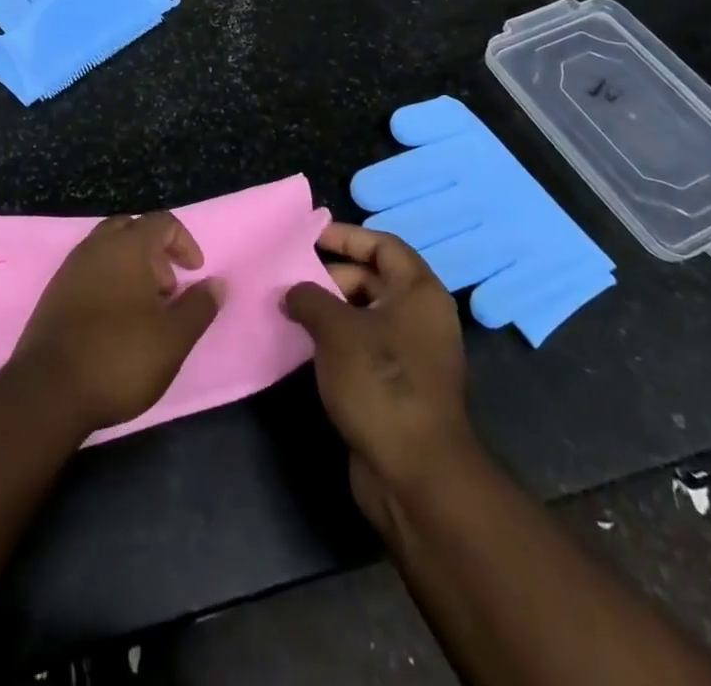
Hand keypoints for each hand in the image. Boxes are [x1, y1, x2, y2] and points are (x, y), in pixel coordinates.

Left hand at [10, 213, 222, 436]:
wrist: (49, 390)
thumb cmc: (120, 357)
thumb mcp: (173, 338)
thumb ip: (199, 307)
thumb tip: (218, 283)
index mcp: (127, 246)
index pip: (162, 221)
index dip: (184, 242)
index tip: (195, 272)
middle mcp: (96, 246)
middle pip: (131, 229)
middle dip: (156, 252)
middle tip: (168, 290)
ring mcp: (71, 267)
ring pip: (108, 249)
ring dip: (132, 267)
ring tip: (145, 309)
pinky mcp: (54, 292)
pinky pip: (89, 270)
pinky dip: (109, 281)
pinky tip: (115, 321)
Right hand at [283, 224, 477, 531]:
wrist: (416, 475)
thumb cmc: (381, 383)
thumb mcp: (337, 330)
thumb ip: (309, 298)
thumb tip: (292, 291)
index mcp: (419, 292)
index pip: (383, 245)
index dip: (346, 236)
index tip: (308, 237)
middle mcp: (421, 317)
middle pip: (373, 278)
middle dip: (330, 275)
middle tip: (290, 278)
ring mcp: (411, 354)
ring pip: (365, 315)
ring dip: (329, 309)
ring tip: (289, 308)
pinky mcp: (398, 386)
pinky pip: (363, 346)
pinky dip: (336, 340)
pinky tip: (303, 344)